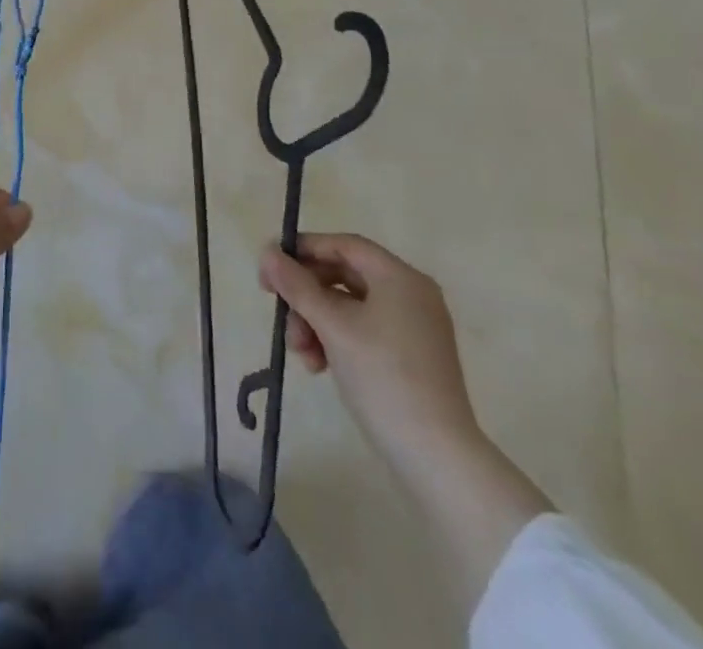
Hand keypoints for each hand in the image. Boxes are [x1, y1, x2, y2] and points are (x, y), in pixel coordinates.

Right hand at [261, 233, 478, 458]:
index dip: (304, 250)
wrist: (436, 457)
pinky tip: (318, 365)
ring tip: (300, 353)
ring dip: (316, 322)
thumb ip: (297, 285)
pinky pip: (363, 331)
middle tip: (278, 313)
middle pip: (344, 276)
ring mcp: (413, 328)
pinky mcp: (410, 357)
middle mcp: (411, 295)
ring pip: (349, 307)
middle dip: (307, 296)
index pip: (344, 245)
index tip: (271, 268)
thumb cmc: (383, 377)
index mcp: (401, 278)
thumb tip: (266, 252)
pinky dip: (336, 340)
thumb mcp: (332, 326)